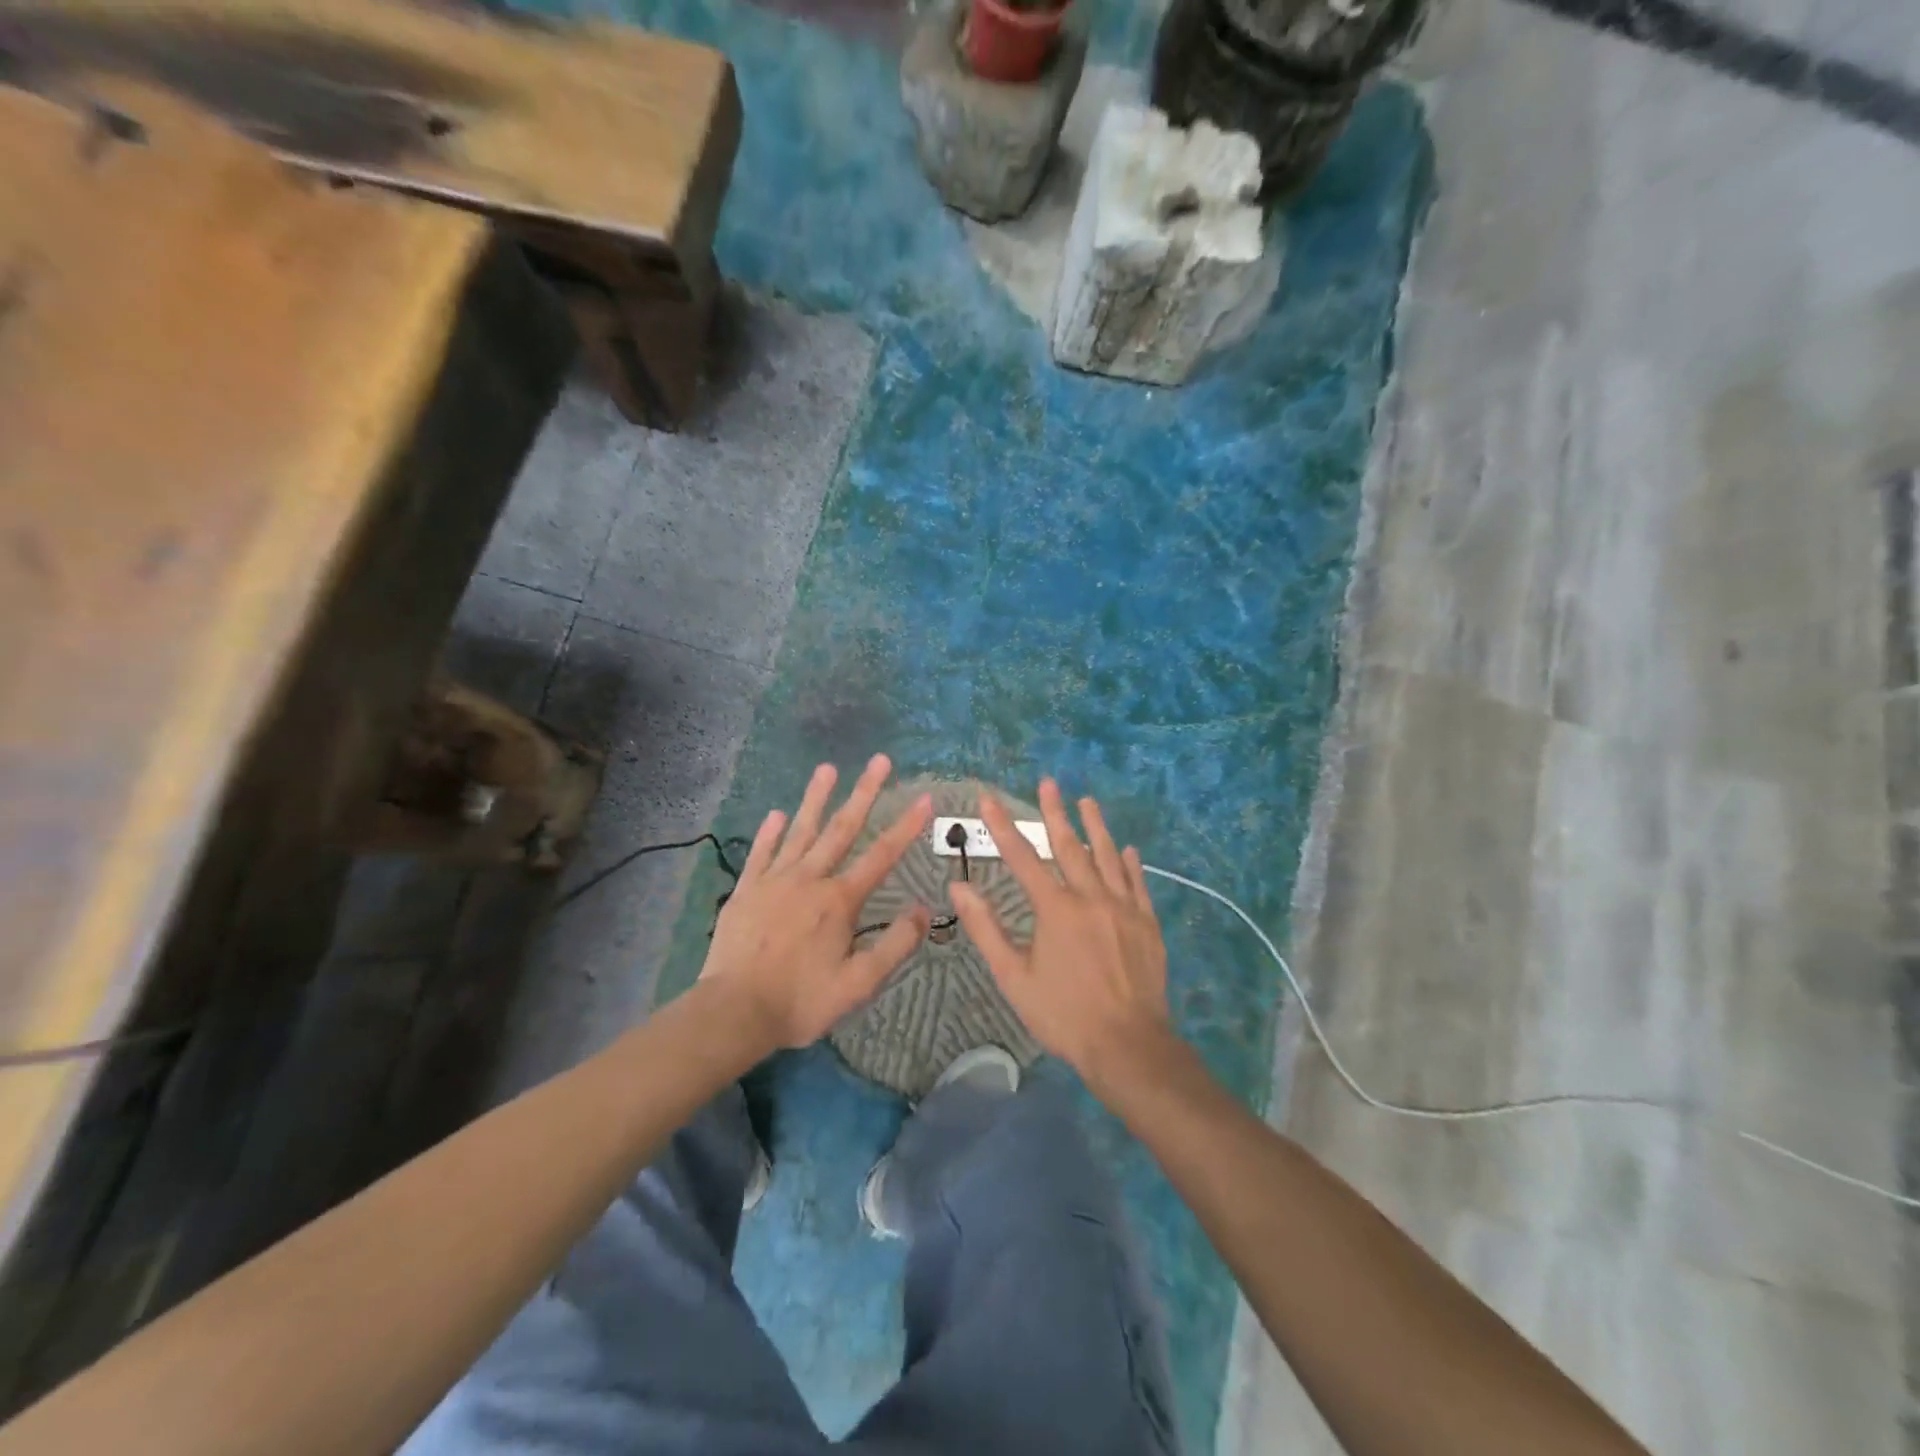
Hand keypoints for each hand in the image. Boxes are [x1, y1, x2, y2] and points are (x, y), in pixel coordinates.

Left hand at [700, 755, 931, 1050]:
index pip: (882, 855)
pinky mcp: (746, 890)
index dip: (907, 826)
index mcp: (840, 901)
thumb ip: (895, 945)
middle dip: (864, 792)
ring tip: (827, 767)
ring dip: (816, 798)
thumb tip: (924, 910)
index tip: (924, 797)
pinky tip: (776, 813)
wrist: (734, 1011)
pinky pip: (761, 853)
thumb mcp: (859, 983)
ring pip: (800, 831)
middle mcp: (810, 879)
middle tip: (879, 760)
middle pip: (842, 828)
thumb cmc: (801, 1001)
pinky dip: (769, 832)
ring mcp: (775, 880)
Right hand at [949, 780, 1172, 1086]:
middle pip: (1069, 845)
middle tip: (1048, 782)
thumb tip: (959, 886)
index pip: (1022, 857)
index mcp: (1055, 908)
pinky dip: (1130, 863)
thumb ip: (986, 928)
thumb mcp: (1014, 976)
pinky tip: (1127, 849)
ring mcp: (1123, 907)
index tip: (989, 799)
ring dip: (1095, 826)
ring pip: (1107, 856)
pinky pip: (1137, 883)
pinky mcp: (1146, 922)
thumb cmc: (1063, 1014)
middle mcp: (1090, 897)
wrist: (1128, 1044)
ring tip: (1087, 801)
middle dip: (1055, 812)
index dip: (1003, 826)